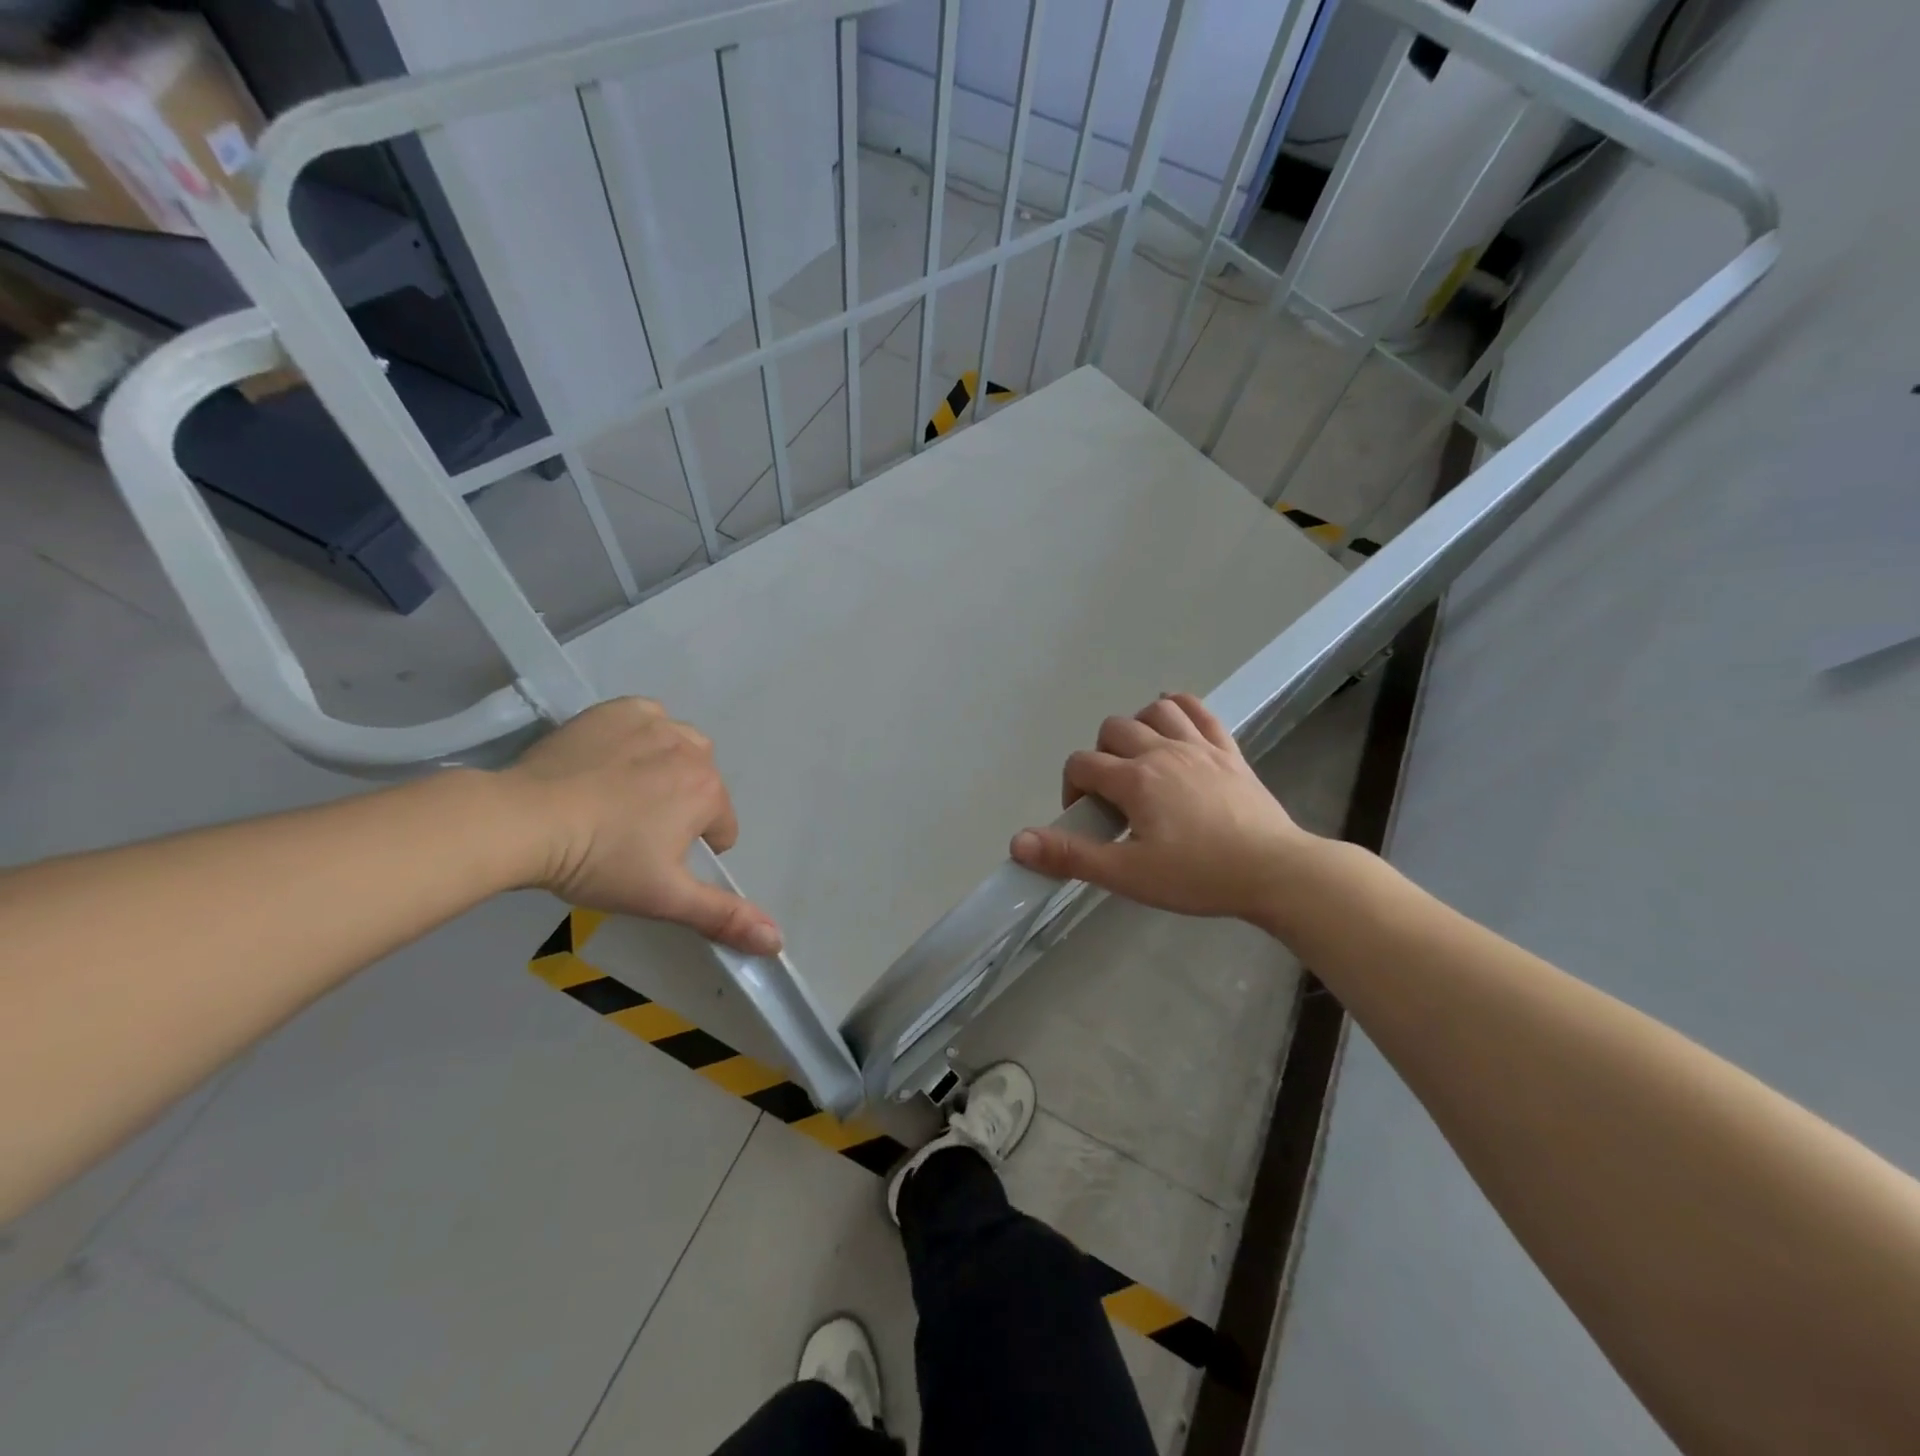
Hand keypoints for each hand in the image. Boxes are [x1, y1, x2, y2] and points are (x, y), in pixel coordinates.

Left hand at [501, 698, 781, 955]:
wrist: (523, 819)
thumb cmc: (600, 861)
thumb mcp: (665, 897)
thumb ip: (724, 917)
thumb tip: (779, 941)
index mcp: (710, 794)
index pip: (721, 829)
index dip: (690, 851)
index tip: (650, 861)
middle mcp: (694, 751)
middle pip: (703, 786)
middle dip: (680, 808)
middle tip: (632, 832)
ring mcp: (656, 724)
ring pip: (681, 749)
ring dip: (666, 769)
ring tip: (621, 796)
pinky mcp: (620, 709)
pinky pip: (649, 720)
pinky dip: (641, 737)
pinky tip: (611, 760)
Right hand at [1009, 692, 1319, 921]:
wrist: (1275, 872)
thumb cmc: (1199, 876)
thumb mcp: (1128, 874)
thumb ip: (1071, 856)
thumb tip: (1017, 842)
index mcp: (1135, 779)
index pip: (1082, 764)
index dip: (1073, 789)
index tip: (1087, 819)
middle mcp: (1162, 750)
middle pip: (1112, 729)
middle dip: (1101, 756)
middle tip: (1113, 796)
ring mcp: (1200, 746)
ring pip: (1155, 710)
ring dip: (1138, 727)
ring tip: (1141, 761)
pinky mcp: (1229, 751)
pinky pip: (1199, 711)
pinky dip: (1179, 709)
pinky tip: (1174, 725)